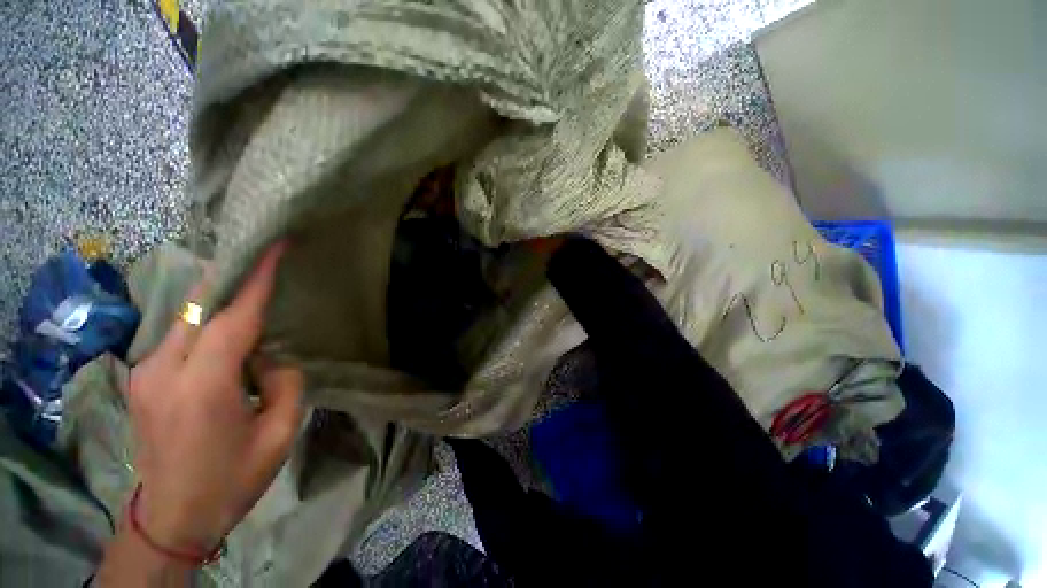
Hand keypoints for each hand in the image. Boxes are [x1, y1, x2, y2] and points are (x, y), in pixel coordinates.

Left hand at [125, 243, 303, 553]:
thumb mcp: (278, 434)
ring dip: (222, 300)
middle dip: (234, 276)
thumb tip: (270, 356)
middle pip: (200, 306)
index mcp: (203, 388)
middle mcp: (163, 370)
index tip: (273, 246)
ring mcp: (145, 372)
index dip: (256, 278)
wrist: (171, 518)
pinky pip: (181, 335)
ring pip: (189, 317)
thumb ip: (284, 383)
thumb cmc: (232, 480)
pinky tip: (227, 331)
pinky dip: (207, 322)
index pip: (234, 317)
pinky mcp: (142, 377)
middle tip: (264, 256)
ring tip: (253, 292)